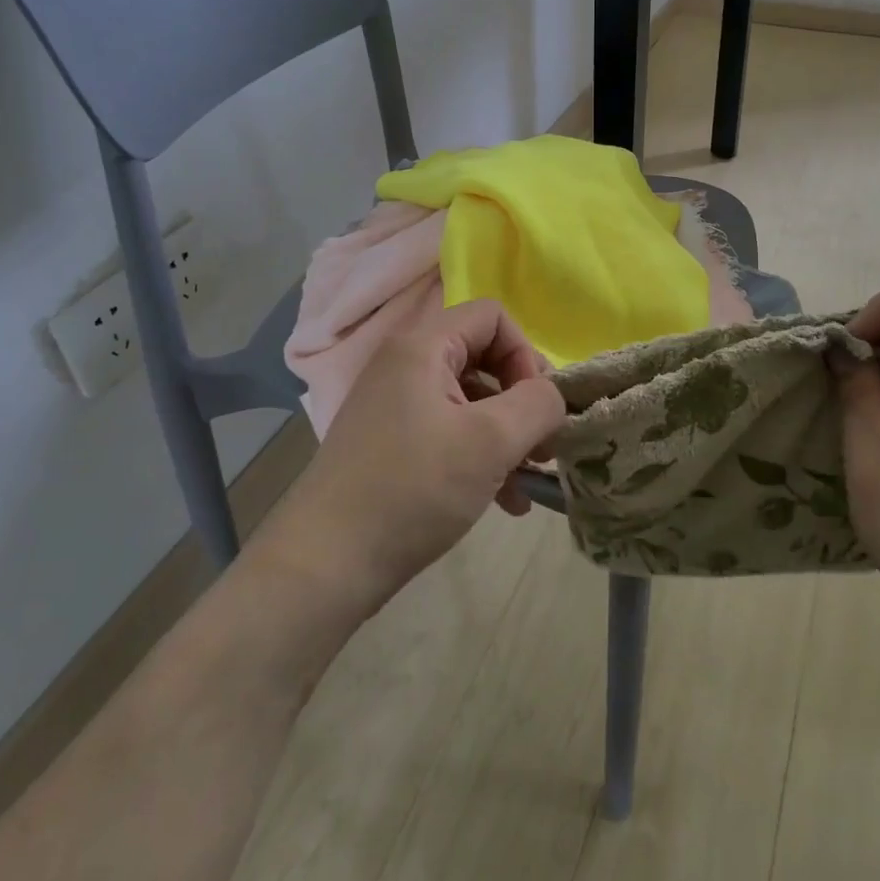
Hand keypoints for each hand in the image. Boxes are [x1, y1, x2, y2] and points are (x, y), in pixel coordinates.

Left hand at [253, 300, 566, 618]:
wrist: (325, 564)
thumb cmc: (413, 489)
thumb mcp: (490, 442)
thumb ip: (537, 405)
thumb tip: (554, 395)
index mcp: (422, 347)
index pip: (492, 316)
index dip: (525, 355)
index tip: (535, 408)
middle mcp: (405, 366)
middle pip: (483, 358)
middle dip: (521, 402)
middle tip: (541, 447)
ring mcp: (395, 407)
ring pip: (470, 402)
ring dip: (506, 437)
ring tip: (527, 482)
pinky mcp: (392, 444)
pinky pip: (450, 433)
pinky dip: (480, 458)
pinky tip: (504, 502)